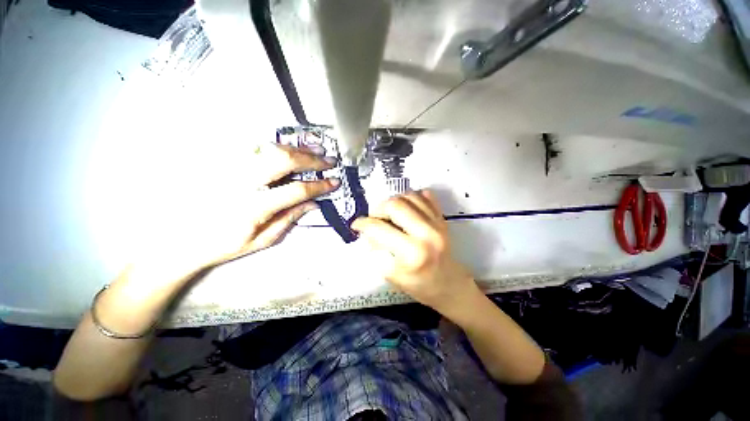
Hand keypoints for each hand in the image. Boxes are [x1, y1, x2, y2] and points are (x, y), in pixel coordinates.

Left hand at [140, 143, 339, 278]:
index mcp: (253, 207)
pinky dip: (276, 145)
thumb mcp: (263, 239)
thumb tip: (313, 203)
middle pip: (283, 160)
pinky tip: (289, 148)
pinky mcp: (221, 163)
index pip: (296, 190)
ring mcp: (228, 169)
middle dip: (311, 159)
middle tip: (328, 160)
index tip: (334, 182)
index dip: (319, 185)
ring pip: (269, 148)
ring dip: (296, 148)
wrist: (182, 241)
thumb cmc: (224, 245)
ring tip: (315, 150)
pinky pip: (253, 146)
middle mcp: (240, 182)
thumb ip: (290, 218)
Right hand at [352, 190, 476, 311]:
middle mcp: (426, 234)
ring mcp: (437, 223)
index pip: (379, 229)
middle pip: (394, 205)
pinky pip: (425, 196)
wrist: (450, 284)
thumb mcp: (392, 275)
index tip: (357, 224)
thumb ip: (377, 250)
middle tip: (376, 219)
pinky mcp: (442, 218)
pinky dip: (412, 198)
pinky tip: (407, 209)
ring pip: (409, 196)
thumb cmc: (419, 285)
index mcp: (412, 253)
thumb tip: (368, 231)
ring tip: (391, 215)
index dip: (363, 224)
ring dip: (395, 202)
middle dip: (378, 209)